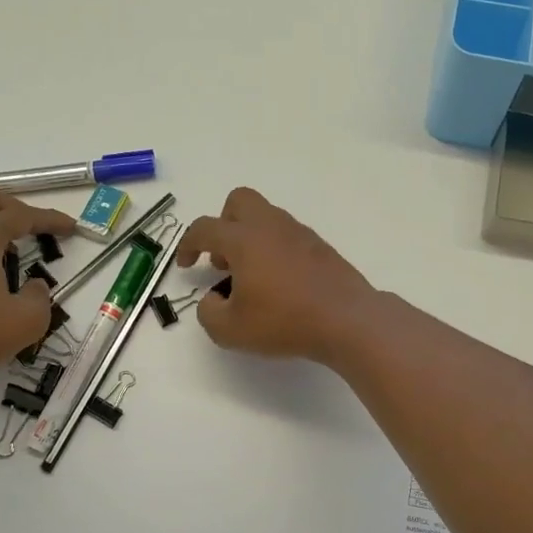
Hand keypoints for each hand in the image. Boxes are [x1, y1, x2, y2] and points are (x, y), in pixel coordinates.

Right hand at [176, 187, 378, 363]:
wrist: (346, 319)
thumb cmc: (283, 321)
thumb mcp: (230, 330)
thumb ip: (209, 313)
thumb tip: (213, 300)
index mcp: (243, 239)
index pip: (204, 228)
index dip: (188, 244)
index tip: (185, 264)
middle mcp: (270, 226)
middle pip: (239, 202)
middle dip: (223, 225)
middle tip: (223, 260)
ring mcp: (299, 233)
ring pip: (265, 218)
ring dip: (249, 239)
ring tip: (251, 279)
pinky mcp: (320, 246)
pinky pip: (287, 236)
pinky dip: (274, 250)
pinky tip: (279, 283)